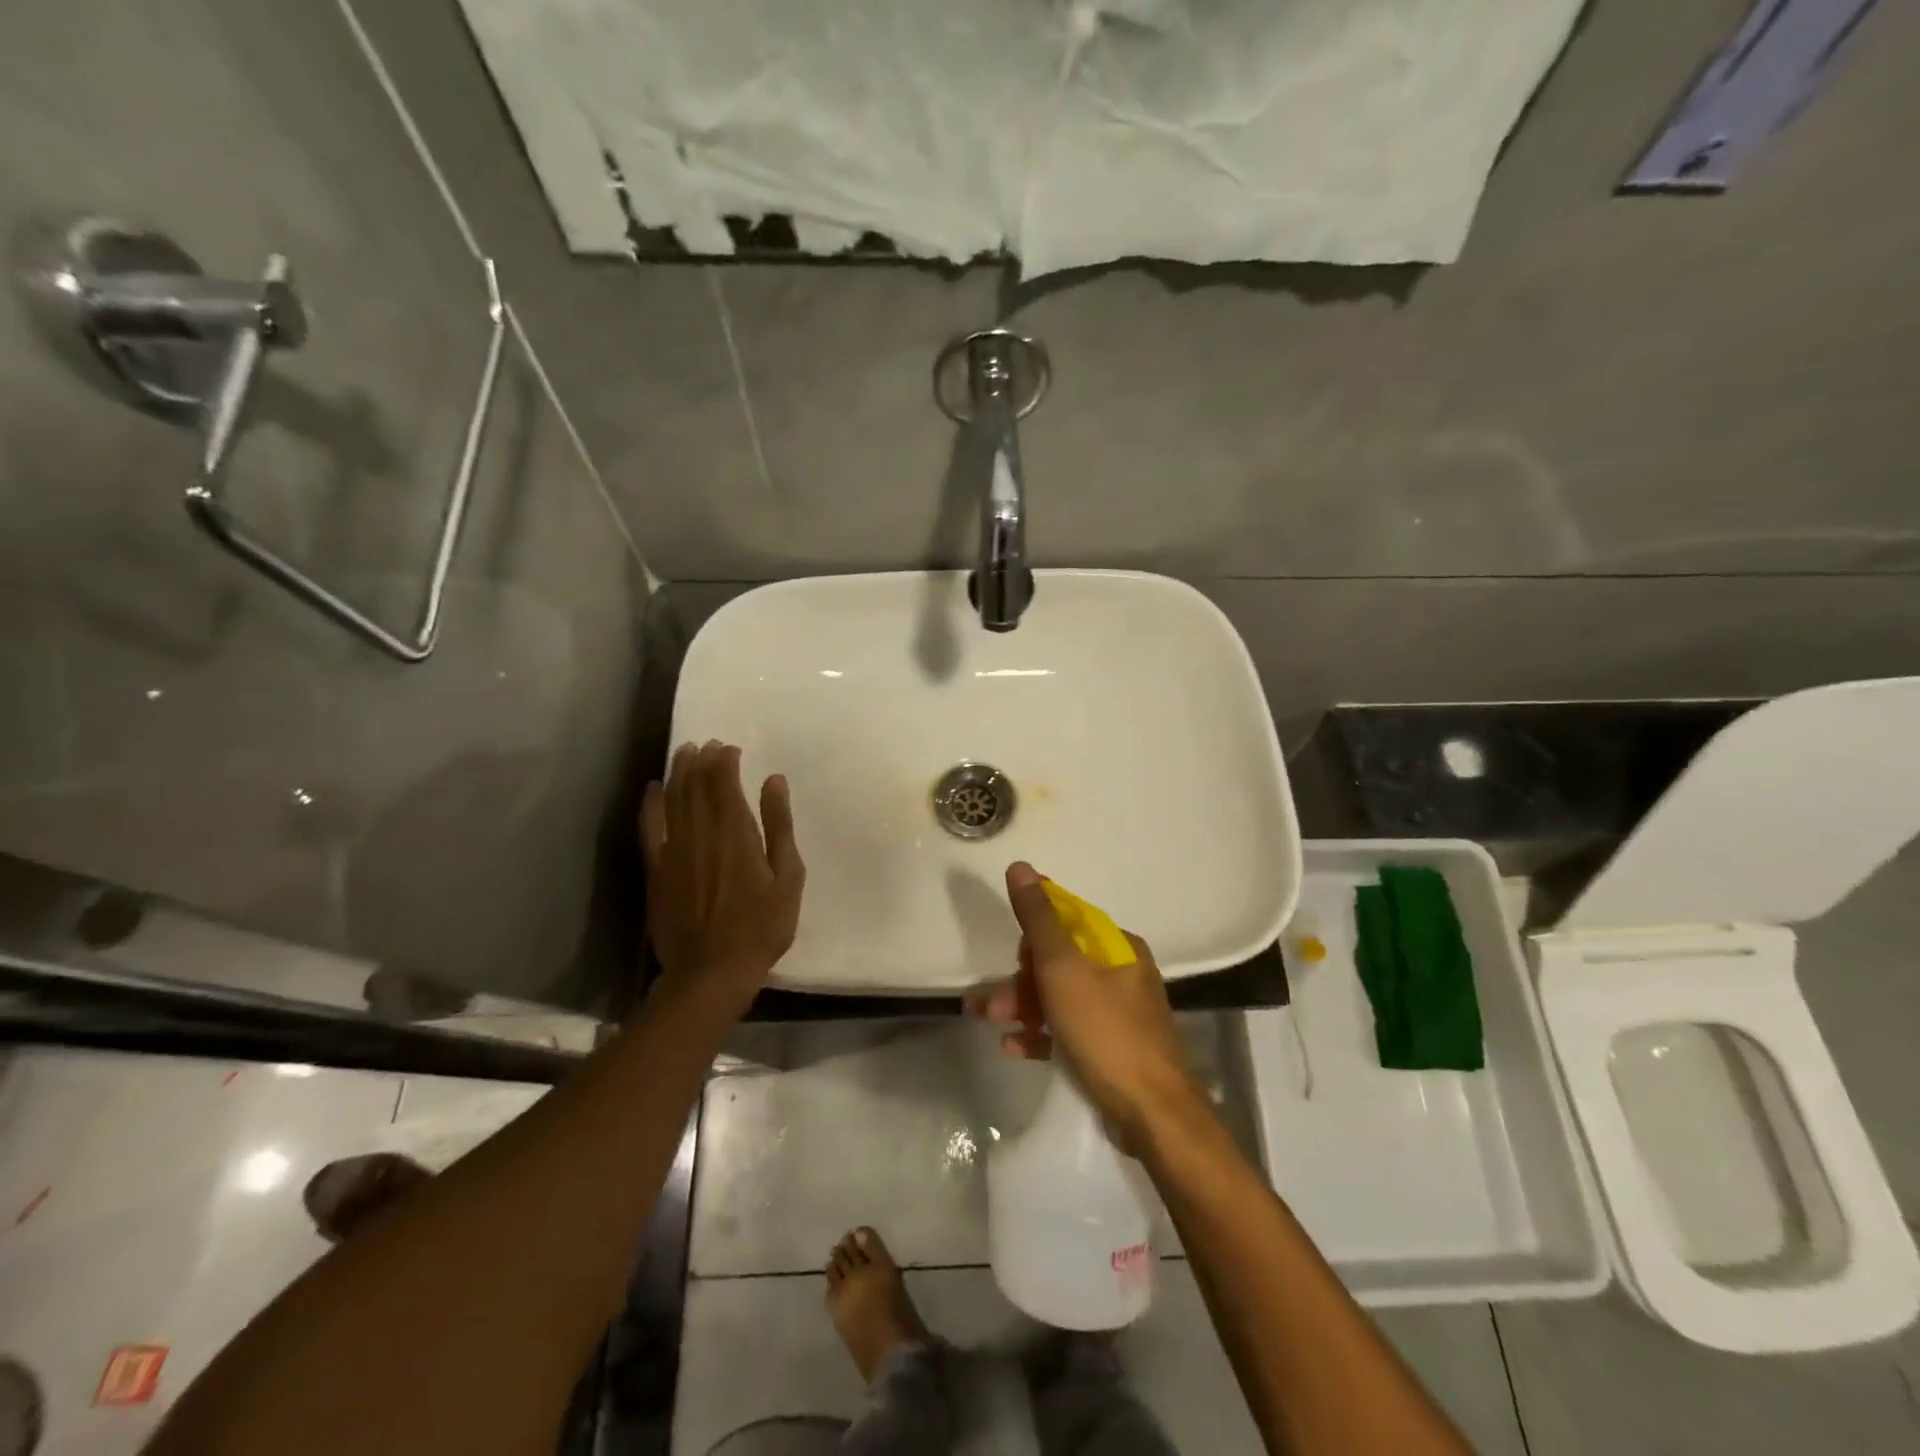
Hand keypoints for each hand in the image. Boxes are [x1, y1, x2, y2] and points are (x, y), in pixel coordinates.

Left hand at [641, 741, 804, 1010]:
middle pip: (696, 784)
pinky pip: (650, 828)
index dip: (725, 760)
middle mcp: (700, 832)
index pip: (724, 781)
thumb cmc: (761, 926)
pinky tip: (654, 788)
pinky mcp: (656, 870)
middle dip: (702, 760)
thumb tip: (774, 781)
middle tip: (708, 744)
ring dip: (678, 772)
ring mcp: (673, 850)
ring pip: (673, 799)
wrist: (712, 972)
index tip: (730, 748)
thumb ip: (779, 826)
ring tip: (684, 752)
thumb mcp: (787, 877)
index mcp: (736, 831)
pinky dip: (651, 804)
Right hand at [965, 862, 1202, 1149]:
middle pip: (1059, 963)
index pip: (1068, 921)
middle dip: (1020, 979)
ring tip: (987, 1021)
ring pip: (1059, 997)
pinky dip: (1041, 1033)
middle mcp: (1122, 973)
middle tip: (988, 1002)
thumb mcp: (1064, 969)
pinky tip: (1014, 1047)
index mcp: (1117, 947)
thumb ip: (1039, 920)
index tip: (1012, 956)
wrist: (1151, 1114)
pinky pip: (1068, 1029)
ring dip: (1022, 1006)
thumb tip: (1021, 867)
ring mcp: (1118, 1012)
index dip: (1033, 935)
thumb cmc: (1105, 1032)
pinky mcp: (1111, 1048)